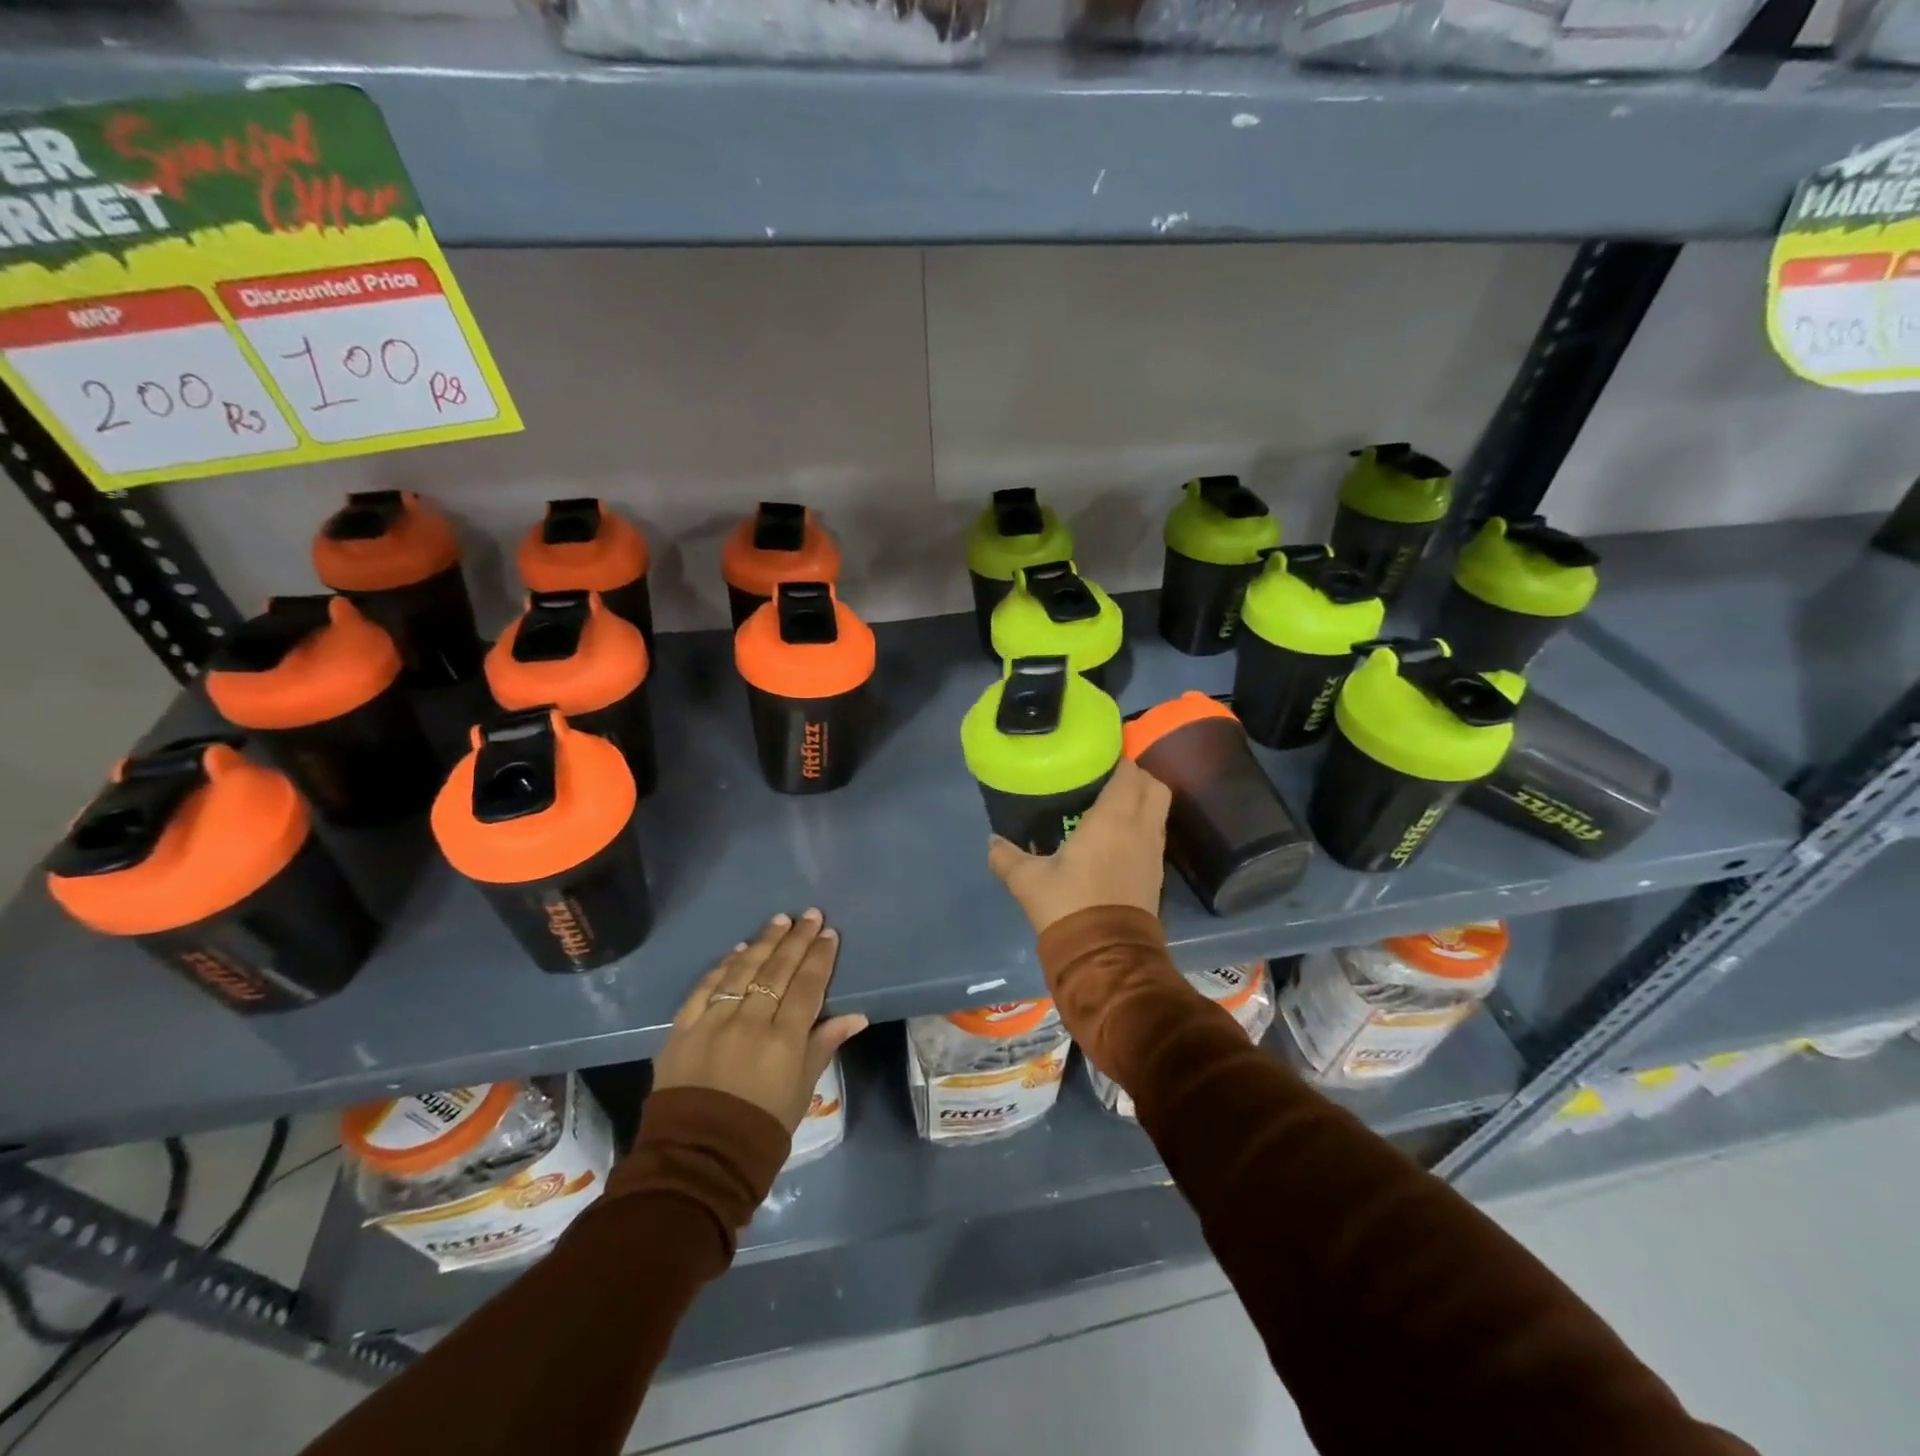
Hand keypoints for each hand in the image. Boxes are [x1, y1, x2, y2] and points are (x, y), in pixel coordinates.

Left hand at [653, 909, 868, 1132]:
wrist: (698, 1158)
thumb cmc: (762, 1128)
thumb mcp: (802, 1089)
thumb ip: (824, 1044)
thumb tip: (857, 1015)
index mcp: (784, 1039)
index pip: (807, 986)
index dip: (819, 957)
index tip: (829, 933)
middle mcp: (751, 1022)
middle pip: (778, 970)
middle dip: (796, 939)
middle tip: (810, 914)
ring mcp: (714, 1022)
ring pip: (743, 971)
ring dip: (764, 943)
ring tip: (779, 921)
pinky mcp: (683, 1028)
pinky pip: (706, 988)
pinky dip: (723, 966)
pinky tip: (738, 950)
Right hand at [986, 757, 1170, 936]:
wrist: (1106, 957)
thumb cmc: (1069, 906)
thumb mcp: (1028, 881)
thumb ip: (1007, 857)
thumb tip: (992, 841)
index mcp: (1112, 819)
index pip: (1128, 773)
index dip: (1118, 760)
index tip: (1098, 758)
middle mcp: (1140, 828)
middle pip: (1154, 786)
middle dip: (1136, 776)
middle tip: (1107, 779)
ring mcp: (1153, 852)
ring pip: (1158, 811)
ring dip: (1141, 801)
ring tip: (1111, 805)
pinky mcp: (1156, 874)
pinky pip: (1154, 835)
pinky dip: (1142, 826)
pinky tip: (1116, 837)